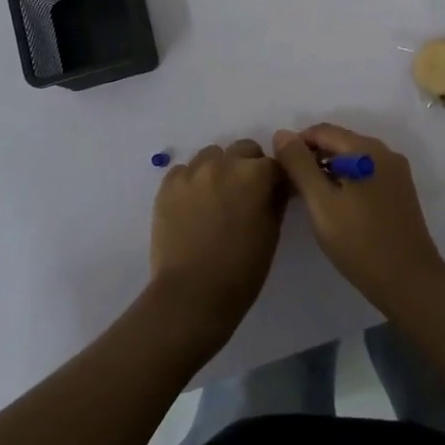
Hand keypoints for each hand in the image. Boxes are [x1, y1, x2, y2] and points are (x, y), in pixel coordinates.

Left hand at [148, 140, 285, 346]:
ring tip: (214, 198)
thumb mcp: (272, 232)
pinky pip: (184, 171)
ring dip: (218, 170)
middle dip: (247, 167)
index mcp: (256, 174)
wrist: (192, 295)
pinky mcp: (168, 185)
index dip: (275, 179)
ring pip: (211, 155)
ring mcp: (193, 172)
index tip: (272, 194)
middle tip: (243, 195)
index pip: (274, 162)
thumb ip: (276, 199)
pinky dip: (191, 182)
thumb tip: (276, 186)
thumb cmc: (242, 269)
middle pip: (243, 150)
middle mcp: (224, 163)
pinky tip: (192, 206)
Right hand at [272, 124, 444, 311]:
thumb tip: (282, 134)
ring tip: (311, 199)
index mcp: (366, 149)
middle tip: (293, 187)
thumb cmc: (359, 241)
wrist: (409, 281)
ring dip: (329, 171)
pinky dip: (347, 181)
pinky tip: (337, 207)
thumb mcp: (321, 203)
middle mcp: (385, 152)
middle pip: (340, 142)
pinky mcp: (401, 191)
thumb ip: (299, 165)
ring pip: (353, 159)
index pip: (322, 131)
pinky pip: (367, 174)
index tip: (281, 171)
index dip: (297, 145)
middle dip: (313, 158)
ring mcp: (396, 172)